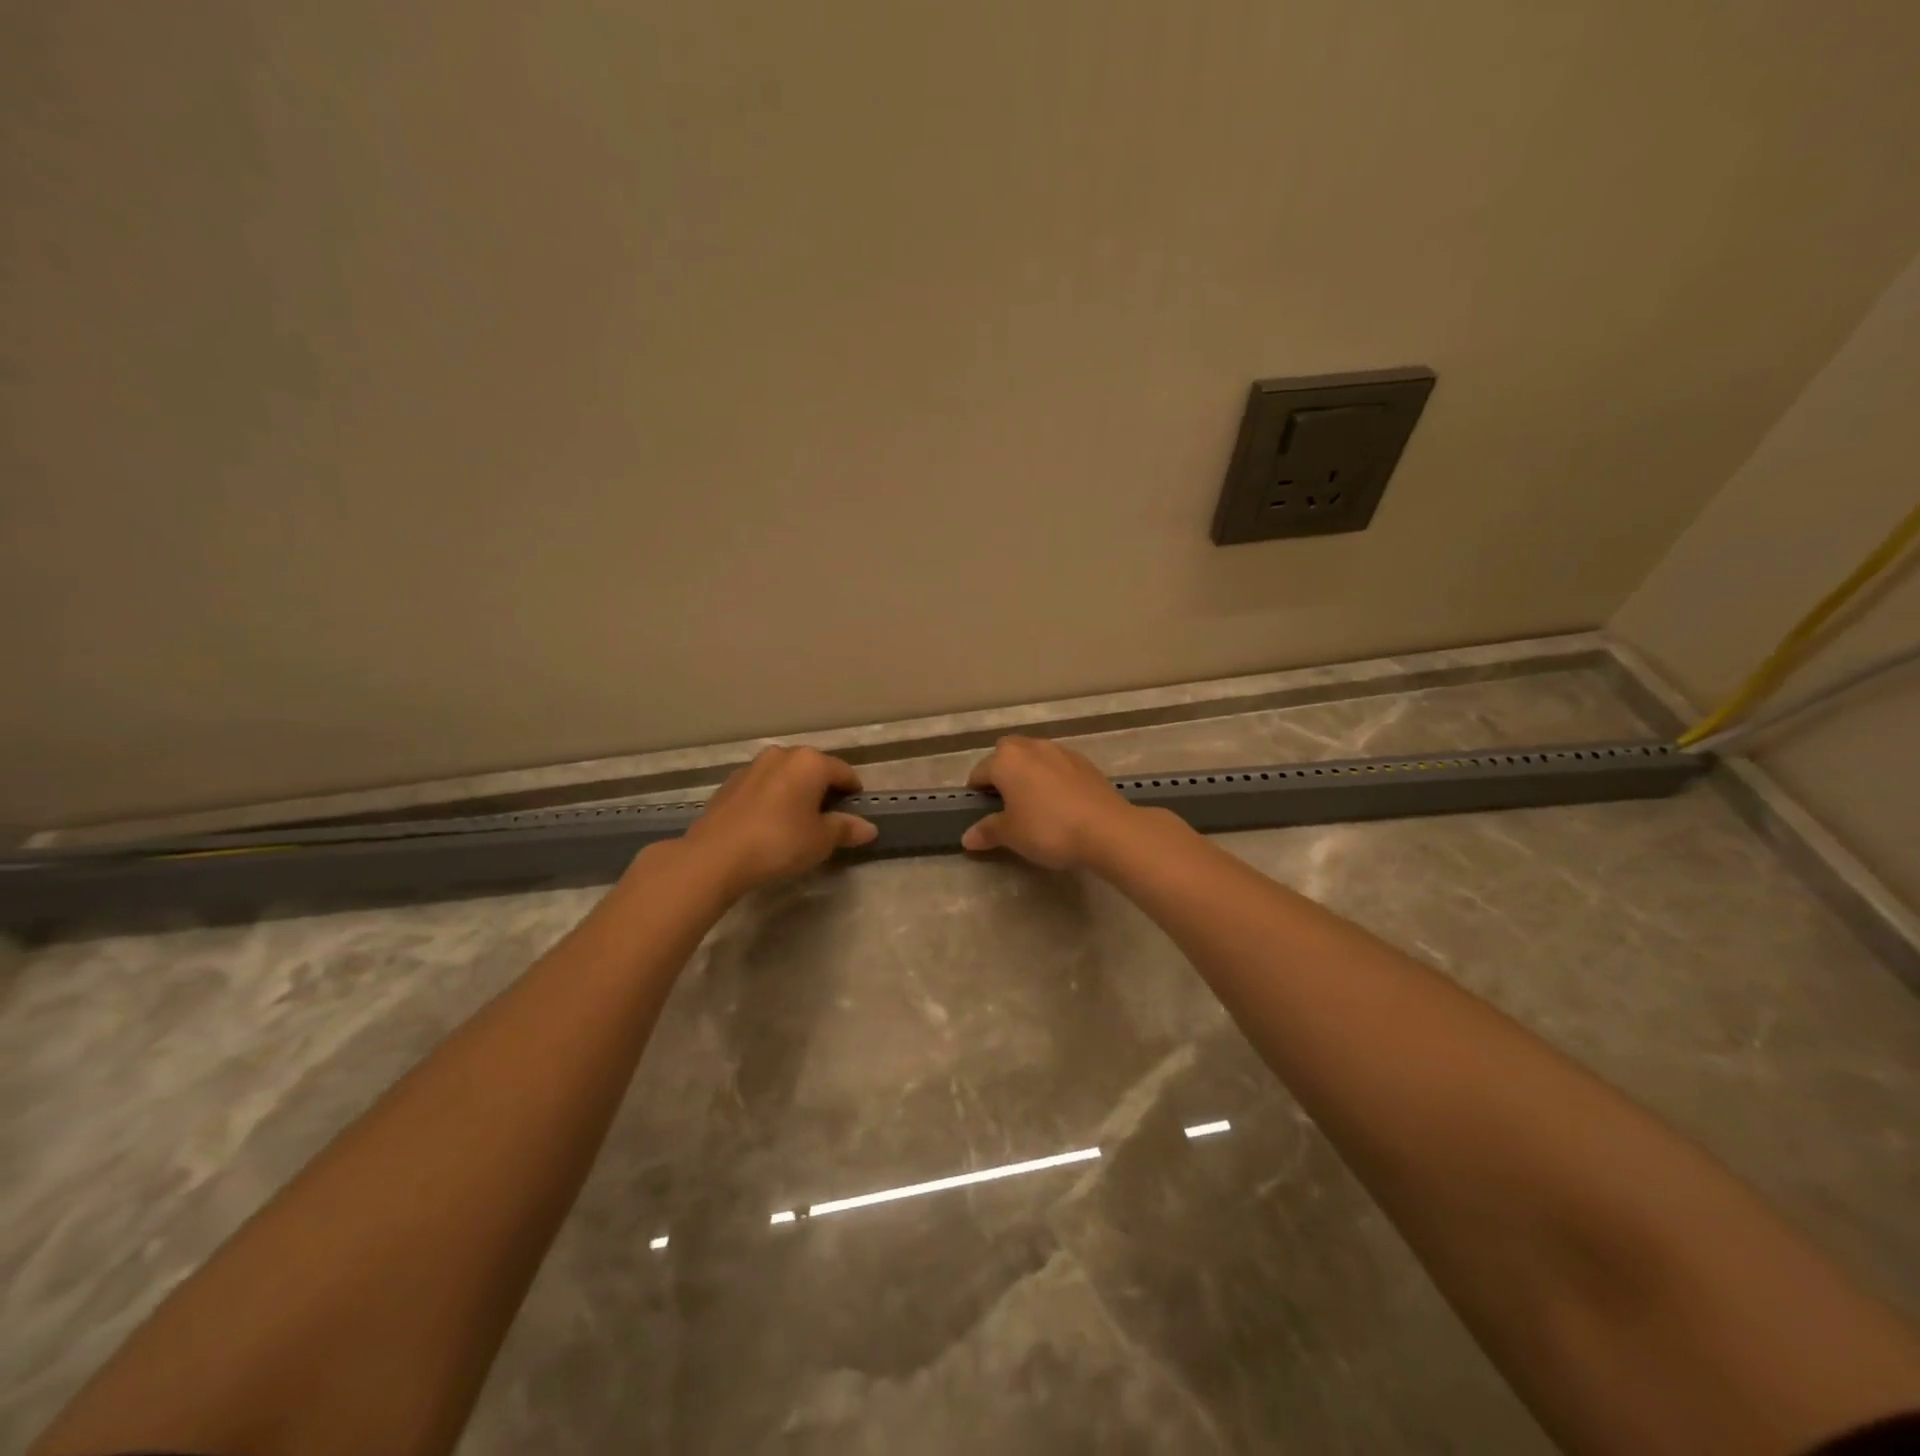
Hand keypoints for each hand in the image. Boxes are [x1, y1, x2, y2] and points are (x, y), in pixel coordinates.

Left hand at [682, 746, 877, 896]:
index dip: (853, 793)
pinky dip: (771, 800)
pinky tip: (767, 825)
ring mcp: (752, 767)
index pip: (844, 772)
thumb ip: (845, 829)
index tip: (855, 814)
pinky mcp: (729, 784)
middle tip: (826, 820)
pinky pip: (762, 788)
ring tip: (795, 823)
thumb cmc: (779, 842)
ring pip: (785, 776)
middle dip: (822, 790)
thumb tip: (869, 828)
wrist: (715, 856)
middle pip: (813, 769)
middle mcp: (782, 755)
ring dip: (795, 793)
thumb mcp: (821, 840)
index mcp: (810, 762)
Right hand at [961, 735, 1140, 870]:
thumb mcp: (1012, 835)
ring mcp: (1060, 751)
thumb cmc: (1048, 829)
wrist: (1106, 829)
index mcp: (1006, 760)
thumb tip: (967, 837)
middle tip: (1006, 802)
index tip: (981, 812)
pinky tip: (1060, 802)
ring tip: (1034, 802)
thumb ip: (988, 831)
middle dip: (1002, 772)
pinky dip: (1052, 777)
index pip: (980, 772)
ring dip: (1028, 772)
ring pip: (1034, 756)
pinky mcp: (1084, 762)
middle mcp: (1031, 747)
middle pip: (1006, 753)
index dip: (976, 793)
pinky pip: (1057, 765)